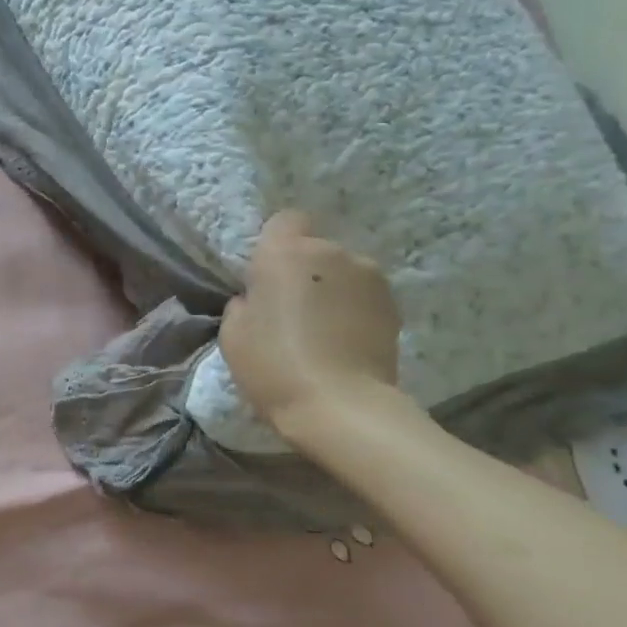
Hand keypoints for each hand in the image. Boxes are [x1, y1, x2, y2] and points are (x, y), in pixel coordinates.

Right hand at [218, 210, 404, 435]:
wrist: (340, 405)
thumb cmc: (273, 365)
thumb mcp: (233, 333)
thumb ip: (245, 302)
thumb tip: (259, 297)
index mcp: (286, 253)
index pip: (284, 221)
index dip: (273, 245)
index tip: (263, 277)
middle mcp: (333, 253)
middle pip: (313, 248)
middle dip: (302, 271)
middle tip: (287, 310)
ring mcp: (370, 277)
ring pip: (341, 271)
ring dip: (329, 289)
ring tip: (318, 329)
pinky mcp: (393, 305)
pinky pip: (361, 295)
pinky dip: (351, 309)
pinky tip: (341, 341)